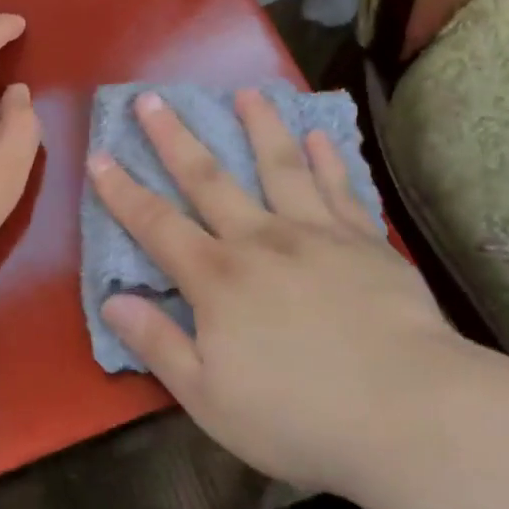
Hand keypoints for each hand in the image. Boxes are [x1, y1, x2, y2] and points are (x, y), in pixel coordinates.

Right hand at [87, 89, 470, 493]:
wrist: (409, 413)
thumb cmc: (298, 416)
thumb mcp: (208, 398)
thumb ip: (158, 344)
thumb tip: (112, 302)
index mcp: (217, 279)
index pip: (156, 225)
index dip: (122, 192)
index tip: (99, 156)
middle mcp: (260, 240)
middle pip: (208, 178)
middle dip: (175, 137)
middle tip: (153, 98)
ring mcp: (316, 233)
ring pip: (279, 165)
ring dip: (259, 125)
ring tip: (246, 92)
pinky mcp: (364, 240)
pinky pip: (339, 187)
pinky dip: (326, 158)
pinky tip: (318, 134)